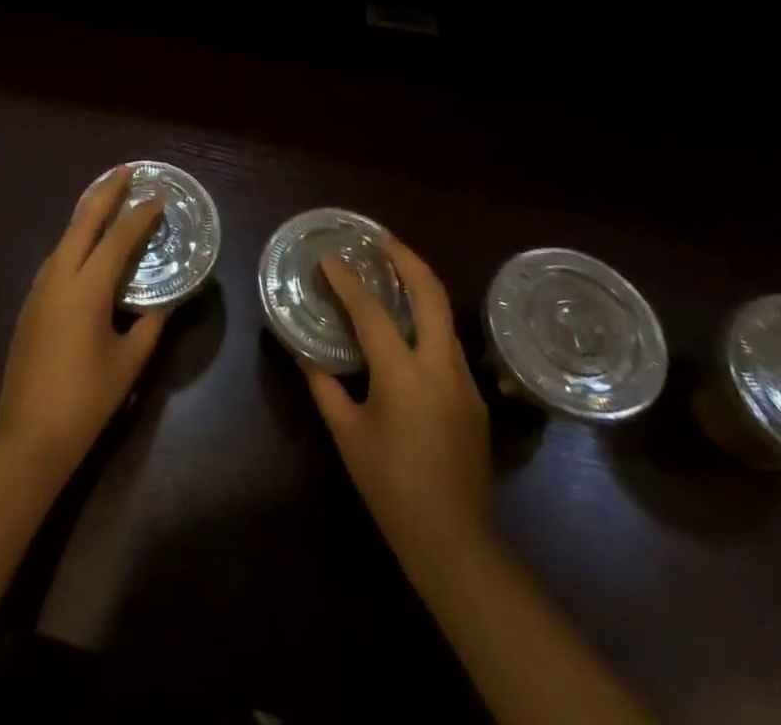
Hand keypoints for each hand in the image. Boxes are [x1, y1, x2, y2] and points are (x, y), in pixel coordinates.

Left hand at [0, 169, 167, 485]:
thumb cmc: (86, 400)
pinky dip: (75, 240)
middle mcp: (59, 278)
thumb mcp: (129, 362)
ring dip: (87, 214)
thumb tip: (167, 300)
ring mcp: (39, 289)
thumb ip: (151, 325)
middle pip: (83, 222)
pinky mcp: (30, 304)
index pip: (117, 239)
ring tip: (109, 199)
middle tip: (127, 171)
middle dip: (105, 192)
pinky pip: (56, 258)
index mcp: (86, 289)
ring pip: (65, 238)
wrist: (28, 436)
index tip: (158, 195)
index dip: (140, 215)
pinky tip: (86, 245)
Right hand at [304, 234, 493, 575]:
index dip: (348, 281)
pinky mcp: (475, 399)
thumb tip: (306, 356)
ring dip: (421, 287)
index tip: (330, 258)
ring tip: (394, 271)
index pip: (371, 312)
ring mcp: (464, 381)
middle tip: (383, 238)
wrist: (455, 541)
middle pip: (430, 294)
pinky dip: (428, 322)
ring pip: (445, 317)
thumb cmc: (391, 486)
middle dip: (407, 258)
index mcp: (403, 374)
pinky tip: (409, 331)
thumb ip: (325, 388)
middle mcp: (439, 366)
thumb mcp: (348, 436)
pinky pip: (448, 345)